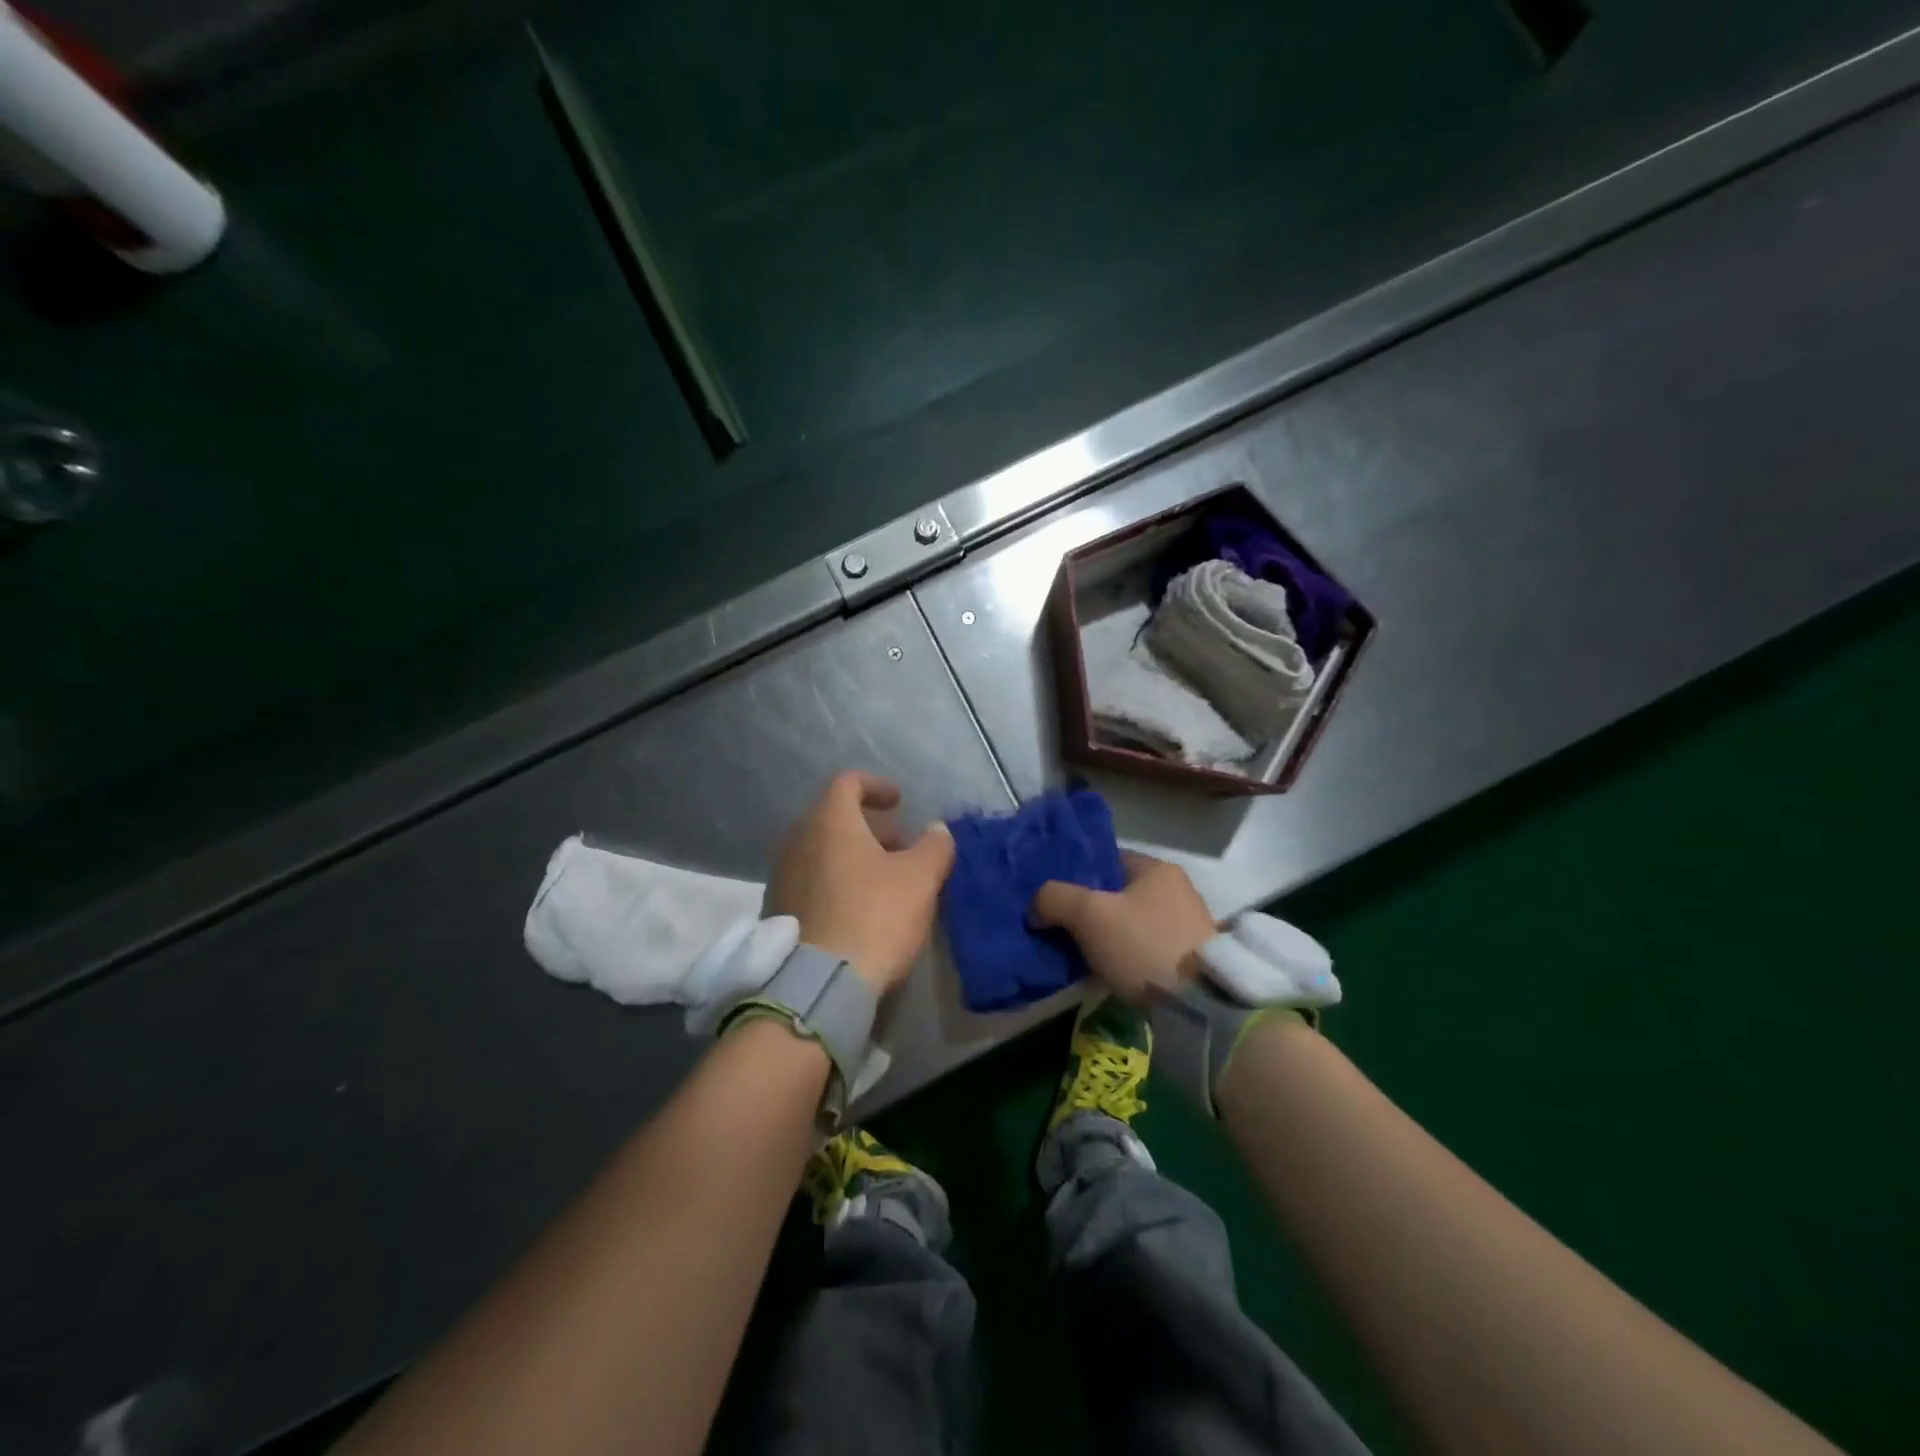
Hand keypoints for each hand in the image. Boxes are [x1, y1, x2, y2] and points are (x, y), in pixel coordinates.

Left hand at [766, 771, 954, 995]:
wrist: (818, 983)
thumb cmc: (874, 916)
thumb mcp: (919, 880)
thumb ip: (934, 847)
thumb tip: (938, 829)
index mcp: (829, 821)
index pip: (849, 782)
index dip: (877, 786)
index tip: (899, 803)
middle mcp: (798, 839)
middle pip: (833, 817)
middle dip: (869, 826)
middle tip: (900, 846)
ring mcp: (782, 874)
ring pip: (821, 850)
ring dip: (852, 855)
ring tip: (883, 880)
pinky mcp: (778, 908)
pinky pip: (810, 879)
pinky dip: (835, 879)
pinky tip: (857, 908)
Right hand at [1029, 853, 1217, 1004]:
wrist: (1200, 1007)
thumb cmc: (1143, 945)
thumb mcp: (1089, 914)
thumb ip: (1055, 899)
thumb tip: (1035, 907)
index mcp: (1157, 869)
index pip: (1108, 860)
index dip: (1077, 875)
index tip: (1053, 896)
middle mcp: (1176, 891)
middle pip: (1117, 895)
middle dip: (1087, 910)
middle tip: (1058, 927)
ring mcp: (1185, 928)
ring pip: (1128, 925)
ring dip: (1104, 938)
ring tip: (1074, 955)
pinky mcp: (1188, 962)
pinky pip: (1141, 951)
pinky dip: (1121, 959)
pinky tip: (1102, 974)